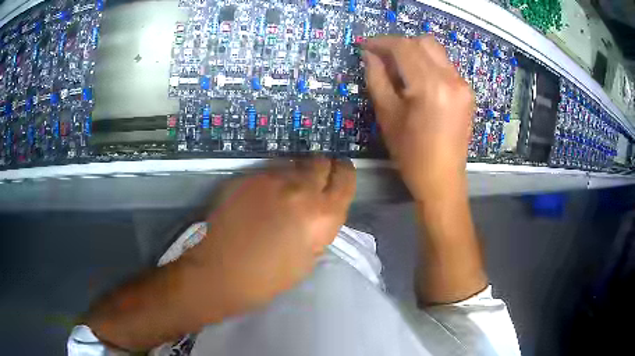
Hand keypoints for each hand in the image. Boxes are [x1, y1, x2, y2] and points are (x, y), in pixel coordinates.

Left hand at [182, 158, 355, 319]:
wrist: (222, 271)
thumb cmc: (269, 277)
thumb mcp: (309, 258)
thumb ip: (319, 229)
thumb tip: (318, 212)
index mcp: (323, 214)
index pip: (345, 179)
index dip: (345, 173)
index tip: (341, 172)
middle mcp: (301, 189)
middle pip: (320, 162)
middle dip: (322, 169)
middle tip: (314, 181)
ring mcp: (272, 180)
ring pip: (293, 164)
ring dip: (296, 174)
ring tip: (286, 191)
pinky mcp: (248, 178)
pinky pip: (269, 172)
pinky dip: (272, 180)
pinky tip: (262, 198)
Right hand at [362, 36, 474, 200]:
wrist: (443, 180)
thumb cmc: (411, 154)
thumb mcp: (387, 115)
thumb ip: (377, 78)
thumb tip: (370, 55)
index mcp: (430, 86)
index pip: (404, 47)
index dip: (381, 42)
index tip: (365, 46)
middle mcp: (451, 79)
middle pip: (423, 42)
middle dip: (399, 44)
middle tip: (382, 58)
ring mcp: (463, 85)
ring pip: (436, 51)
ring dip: (414, 52)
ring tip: (399, 70)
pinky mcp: (466, 92)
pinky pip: (444, 65)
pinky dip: (427, 64)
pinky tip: (417, 80)